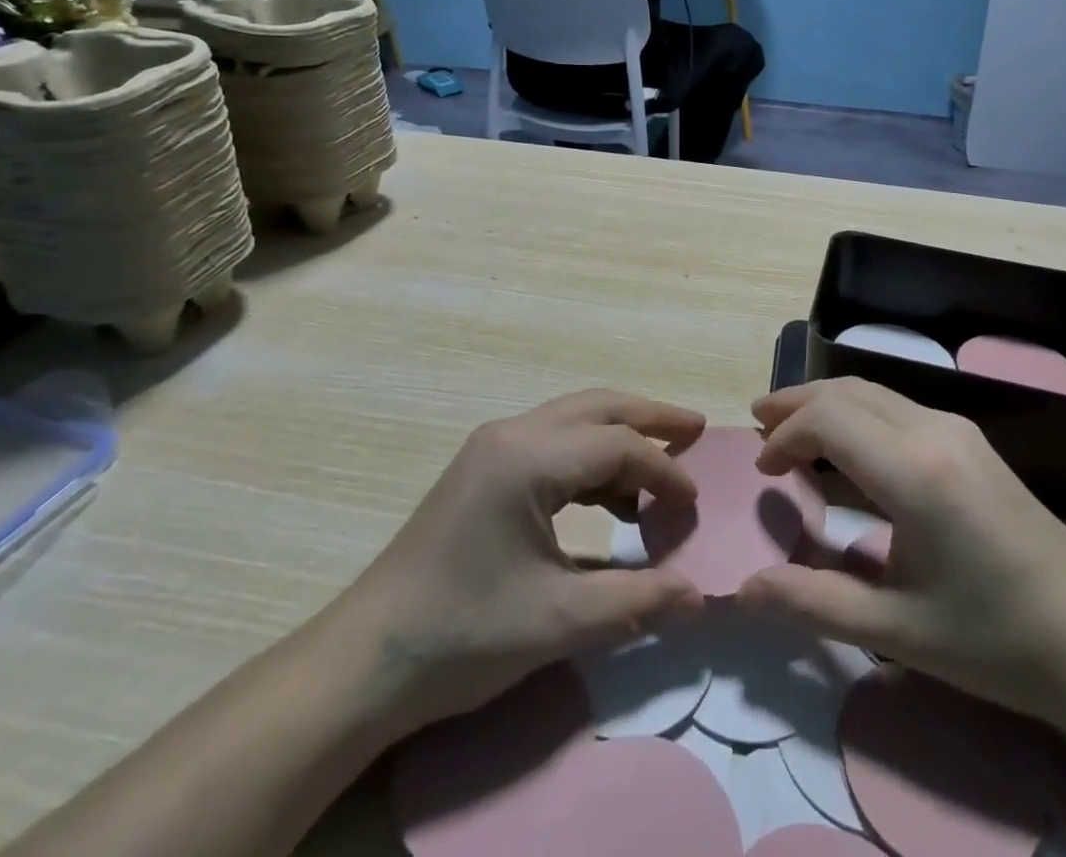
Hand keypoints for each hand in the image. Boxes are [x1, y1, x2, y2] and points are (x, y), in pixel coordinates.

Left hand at [323, 390, 706, 737]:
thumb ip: (637, 601)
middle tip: (695, 429)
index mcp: (528, 457)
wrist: (366, 660)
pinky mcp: (482, 469)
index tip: (694, 507)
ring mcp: (492, 447)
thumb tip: (699, 596)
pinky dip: (589, 458)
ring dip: (619, 435)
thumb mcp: (559, 621)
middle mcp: (512, 433)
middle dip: (650, 416)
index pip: (618, 444)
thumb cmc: (464, 634)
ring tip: (660, 464)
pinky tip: (609, 498)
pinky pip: (551, 443)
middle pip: (597, 406)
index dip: (665, 471)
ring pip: (573, 419)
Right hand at [736, 379, 1065, 725]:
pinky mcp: (970, 439)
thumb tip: (745, 590)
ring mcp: (957, 429)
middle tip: (758, 423)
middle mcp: (934, 431)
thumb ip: (813, 603)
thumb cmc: (992, 640)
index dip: (786, 436)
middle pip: (847, 391)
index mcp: (914, 472)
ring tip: (790, 427)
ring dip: (827, 403)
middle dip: (797, 403)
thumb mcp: (895, 632)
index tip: (764, 471)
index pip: (829, 420)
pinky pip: (897, 406)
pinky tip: (846, 445)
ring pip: (873, 392)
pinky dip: (857, 413)